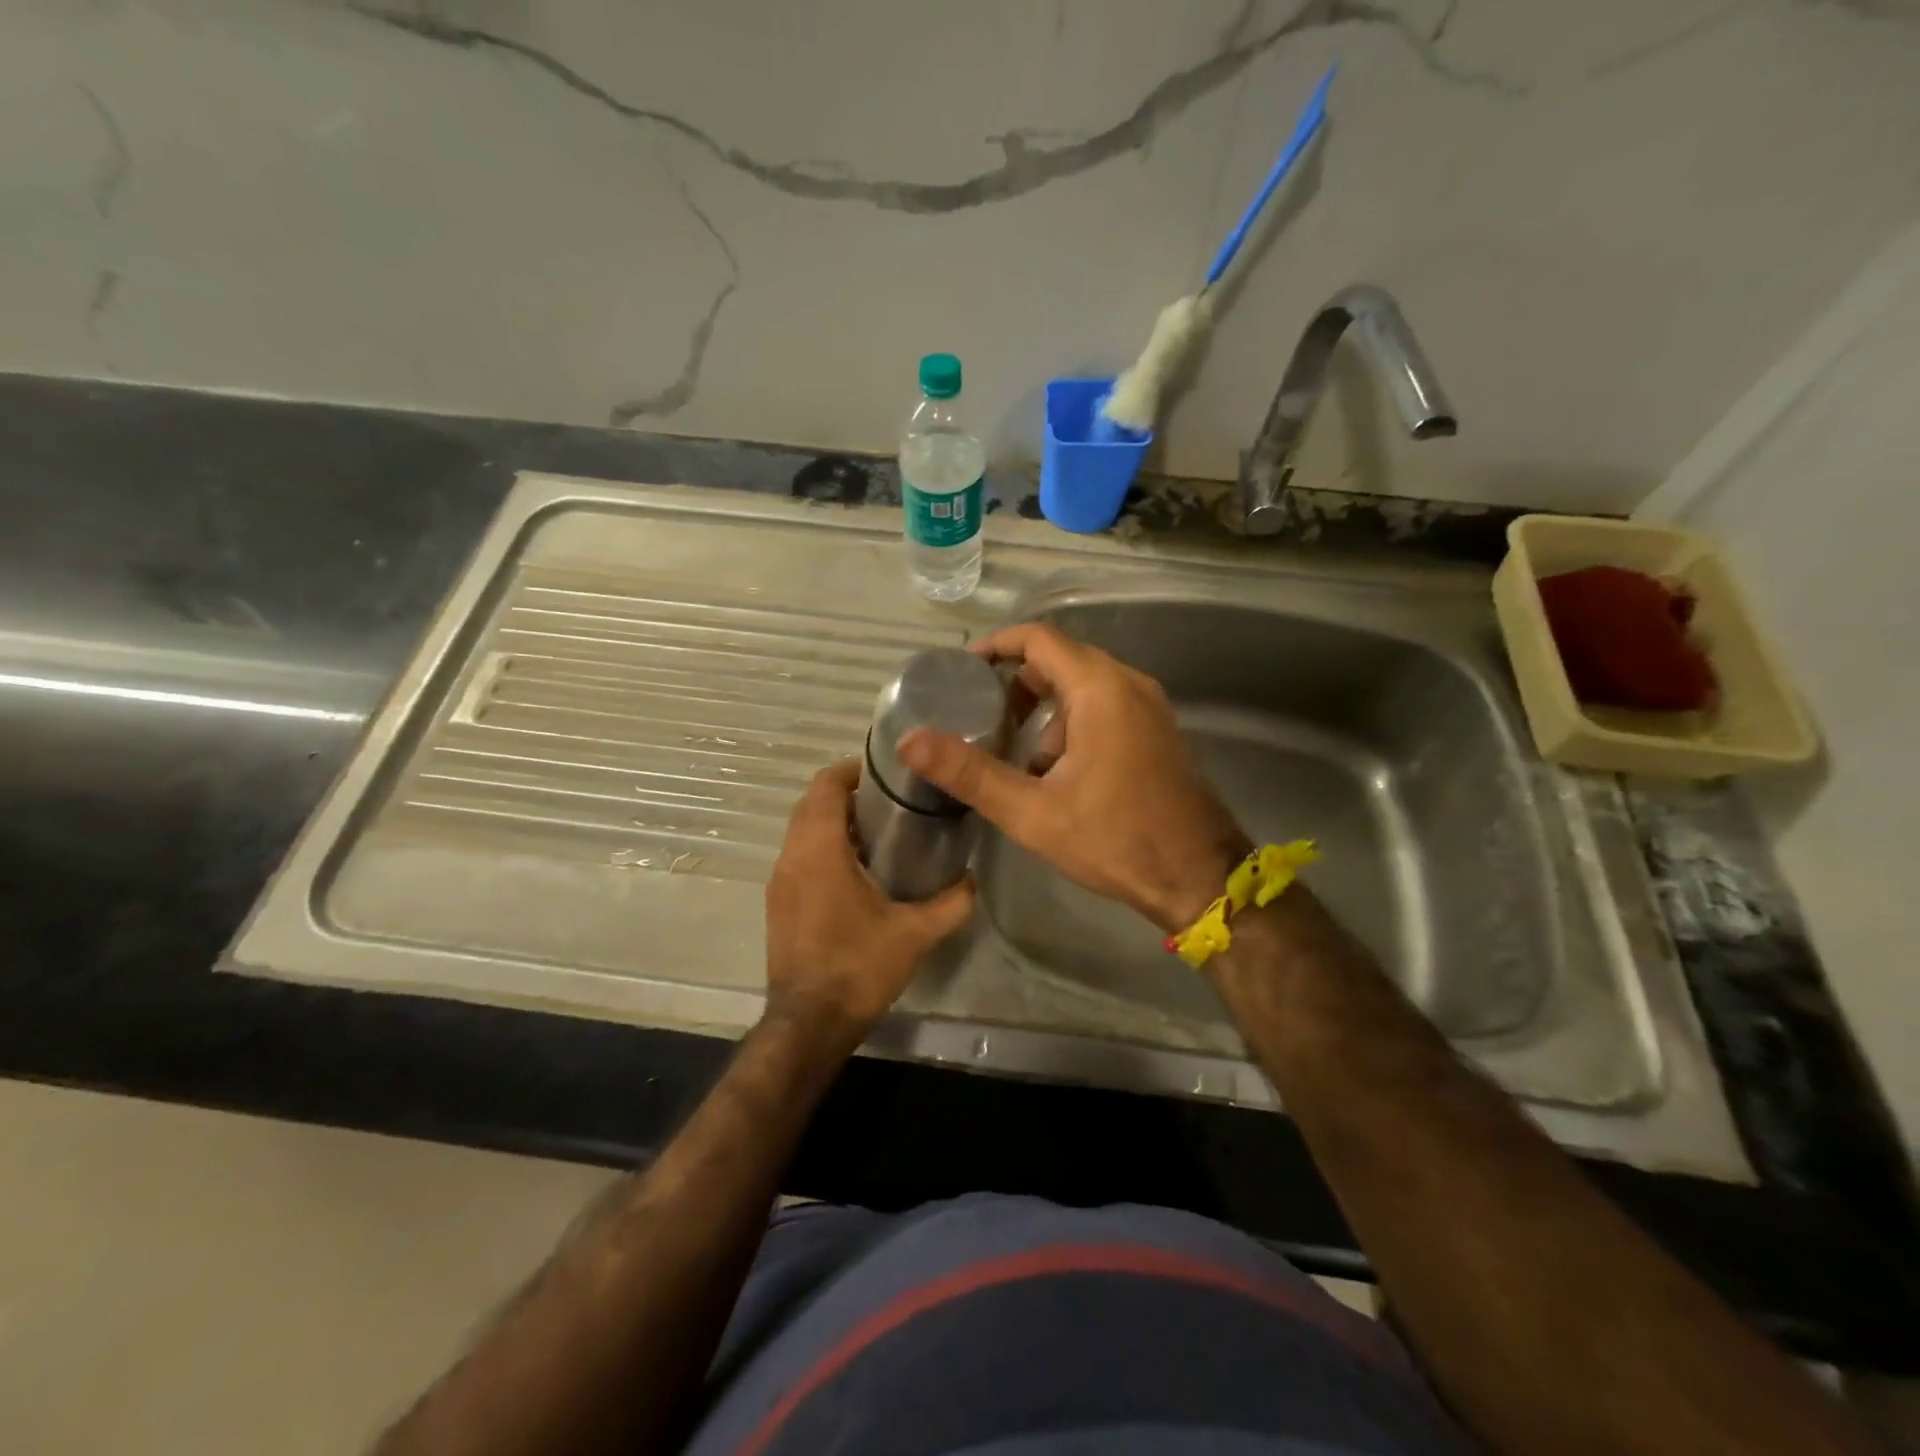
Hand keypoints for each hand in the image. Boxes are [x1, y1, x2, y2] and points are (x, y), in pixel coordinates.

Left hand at [763, 759, 974, 1043]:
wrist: (808, 1024)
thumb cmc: (858, 968)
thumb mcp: (914, 934)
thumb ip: (951, 902)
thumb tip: (974, 879)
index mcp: (819, 851)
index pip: (825, 785)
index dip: (853, 769)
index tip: (887, 773)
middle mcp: (791, 857)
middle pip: (812, 803)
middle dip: (848, 794)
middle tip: (892, 801)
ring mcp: (780, 881)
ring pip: (802, 830)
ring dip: (834, 821)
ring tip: (880, 832)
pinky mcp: (779, 903)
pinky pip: (798, 856)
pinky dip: (823, 847)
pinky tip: (858, 870)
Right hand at [897, 623, 1246, 933]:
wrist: (1198, 878)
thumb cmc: (1115, 840)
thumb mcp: (1033, 812)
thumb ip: (971, 773)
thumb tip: (910, 741)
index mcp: (1100, 689)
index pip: (1038, 638)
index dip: (995, 646)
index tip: (960, 672)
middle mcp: (1128, 684)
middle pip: (1060, 658)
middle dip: (1015, 681)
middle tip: (977, 713)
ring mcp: (1148, 706)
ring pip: (1083, 685)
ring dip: (1043, 707)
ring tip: (1010, 748)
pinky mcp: (1156, 730)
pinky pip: (1104, 705)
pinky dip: (1070, 721)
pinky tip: (1053, 770)